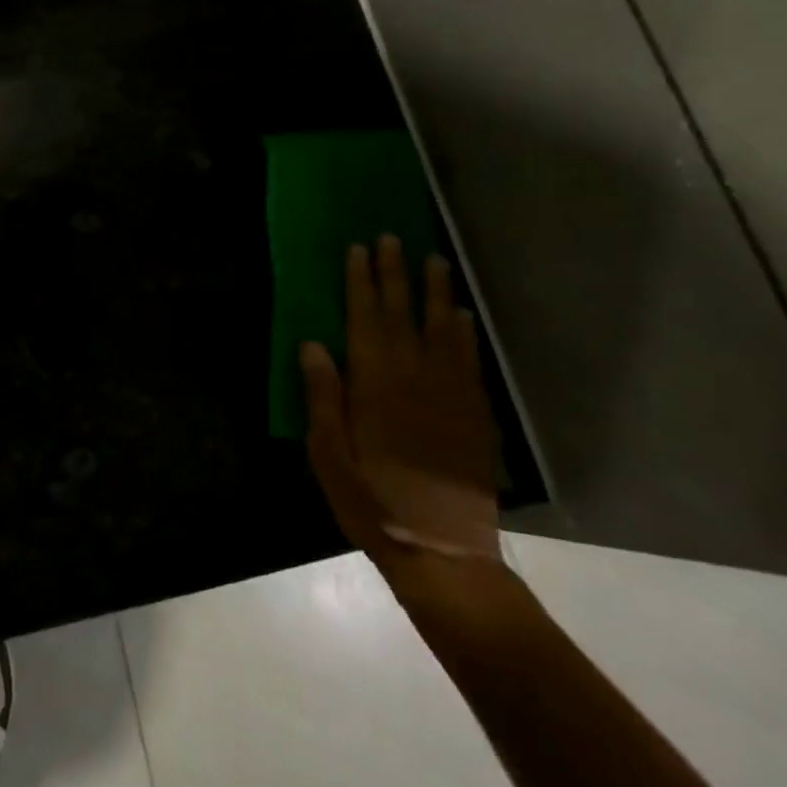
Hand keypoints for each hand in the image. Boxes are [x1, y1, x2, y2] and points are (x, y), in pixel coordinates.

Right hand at [301, 236, 500, 580]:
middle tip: (392, 238)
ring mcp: (448, 394)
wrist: (440, 549)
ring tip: (432, 259)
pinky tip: (460, 315)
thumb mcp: (328, 452)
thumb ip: (323, 395)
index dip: (361, 283)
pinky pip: (468, 361)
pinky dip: (463, 333)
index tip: (358, 250)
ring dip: (434, 292)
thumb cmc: (371, 499)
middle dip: (394, 274)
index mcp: (373, 385)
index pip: (365, 319)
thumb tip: (313, 344)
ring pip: (440, 330)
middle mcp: (413, 378)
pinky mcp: (473, 413)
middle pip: (402, 315)